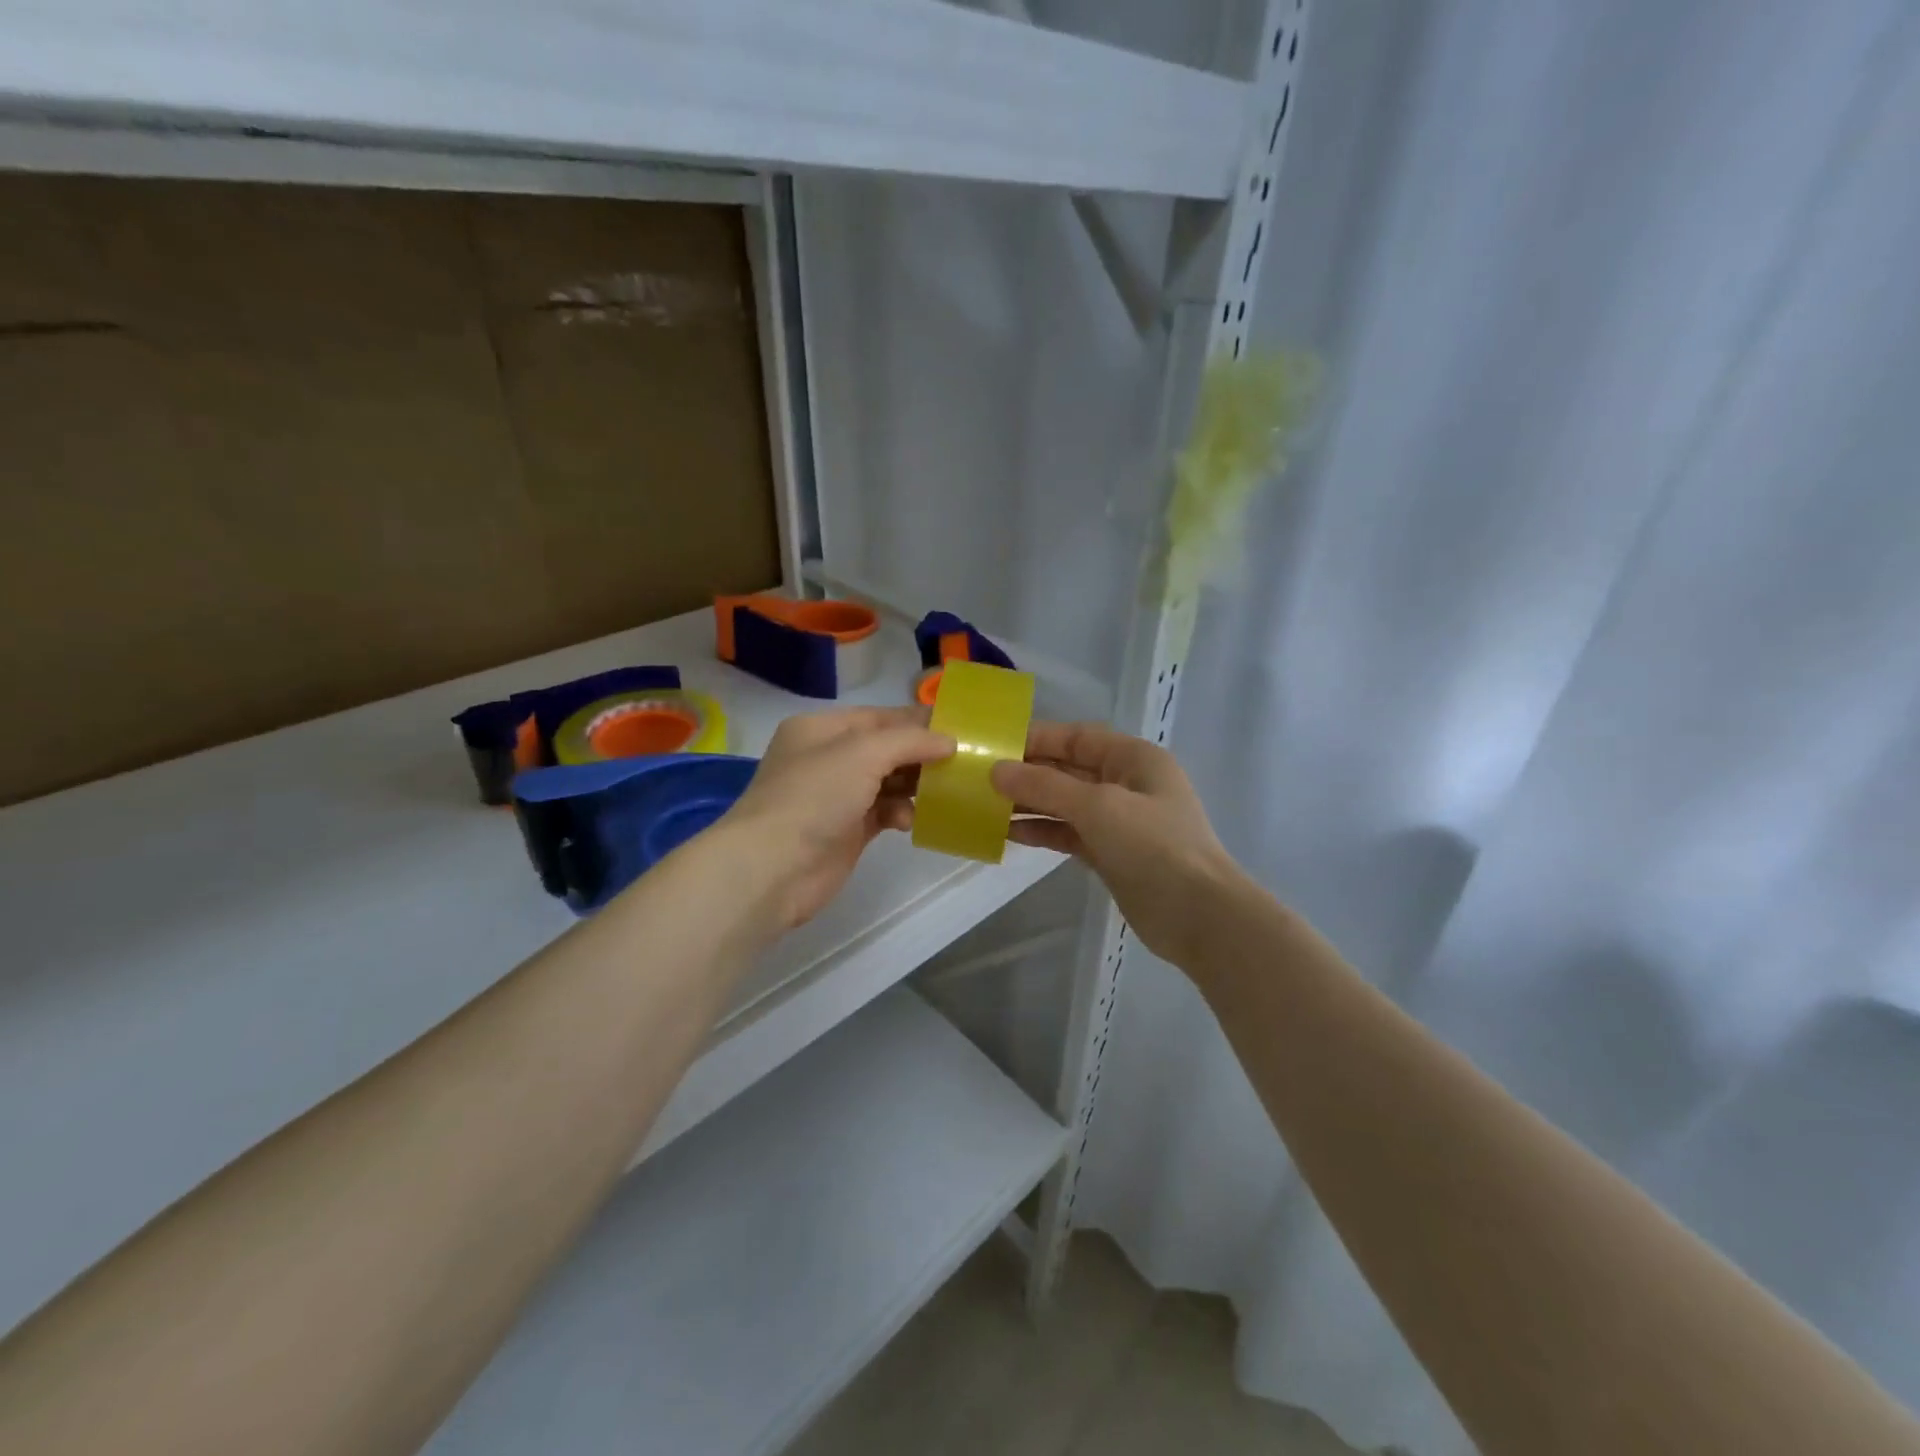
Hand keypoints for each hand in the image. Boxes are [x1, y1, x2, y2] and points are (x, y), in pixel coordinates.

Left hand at [718, 707, 954, 932]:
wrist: (772, 868)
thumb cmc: (814, 797)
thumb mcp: (862, 753)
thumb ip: (910, 741)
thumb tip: (949, 740)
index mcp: (821, 729)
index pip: (879, 717)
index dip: (918, 721)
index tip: (959, 728)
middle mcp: (828, 758)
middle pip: (886, 749)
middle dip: (920, 755)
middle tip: (961, 762)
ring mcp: (836, 796)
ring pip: (888, 781)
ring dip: (914, 786)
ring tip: (941, 792)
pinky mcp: (847, 830)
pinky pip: (884, 812)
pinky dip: (900, 813)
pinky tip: (908, 821)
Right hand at [991, 721, 1241, 966]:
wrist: (1199, 915)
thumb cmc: (1154, 846)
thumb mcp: (1098, 806)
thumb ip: (1045, 787)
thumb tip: (997, 771)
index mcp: (1133, 758)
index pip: (1077, 737)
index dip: (1036, 739)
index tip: (994, 745)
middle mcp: (1126, 783)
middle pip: (1068, 770)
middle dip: (1027, 773)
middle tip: (980, 778)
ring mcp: (1119, 820)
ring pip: (1065, 803)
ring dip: (1029, 803)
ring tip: (985, 805)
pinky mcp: (1110, 853)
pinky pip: (1069, 833)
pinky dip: (1042, 831)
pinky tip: (1008, 833)